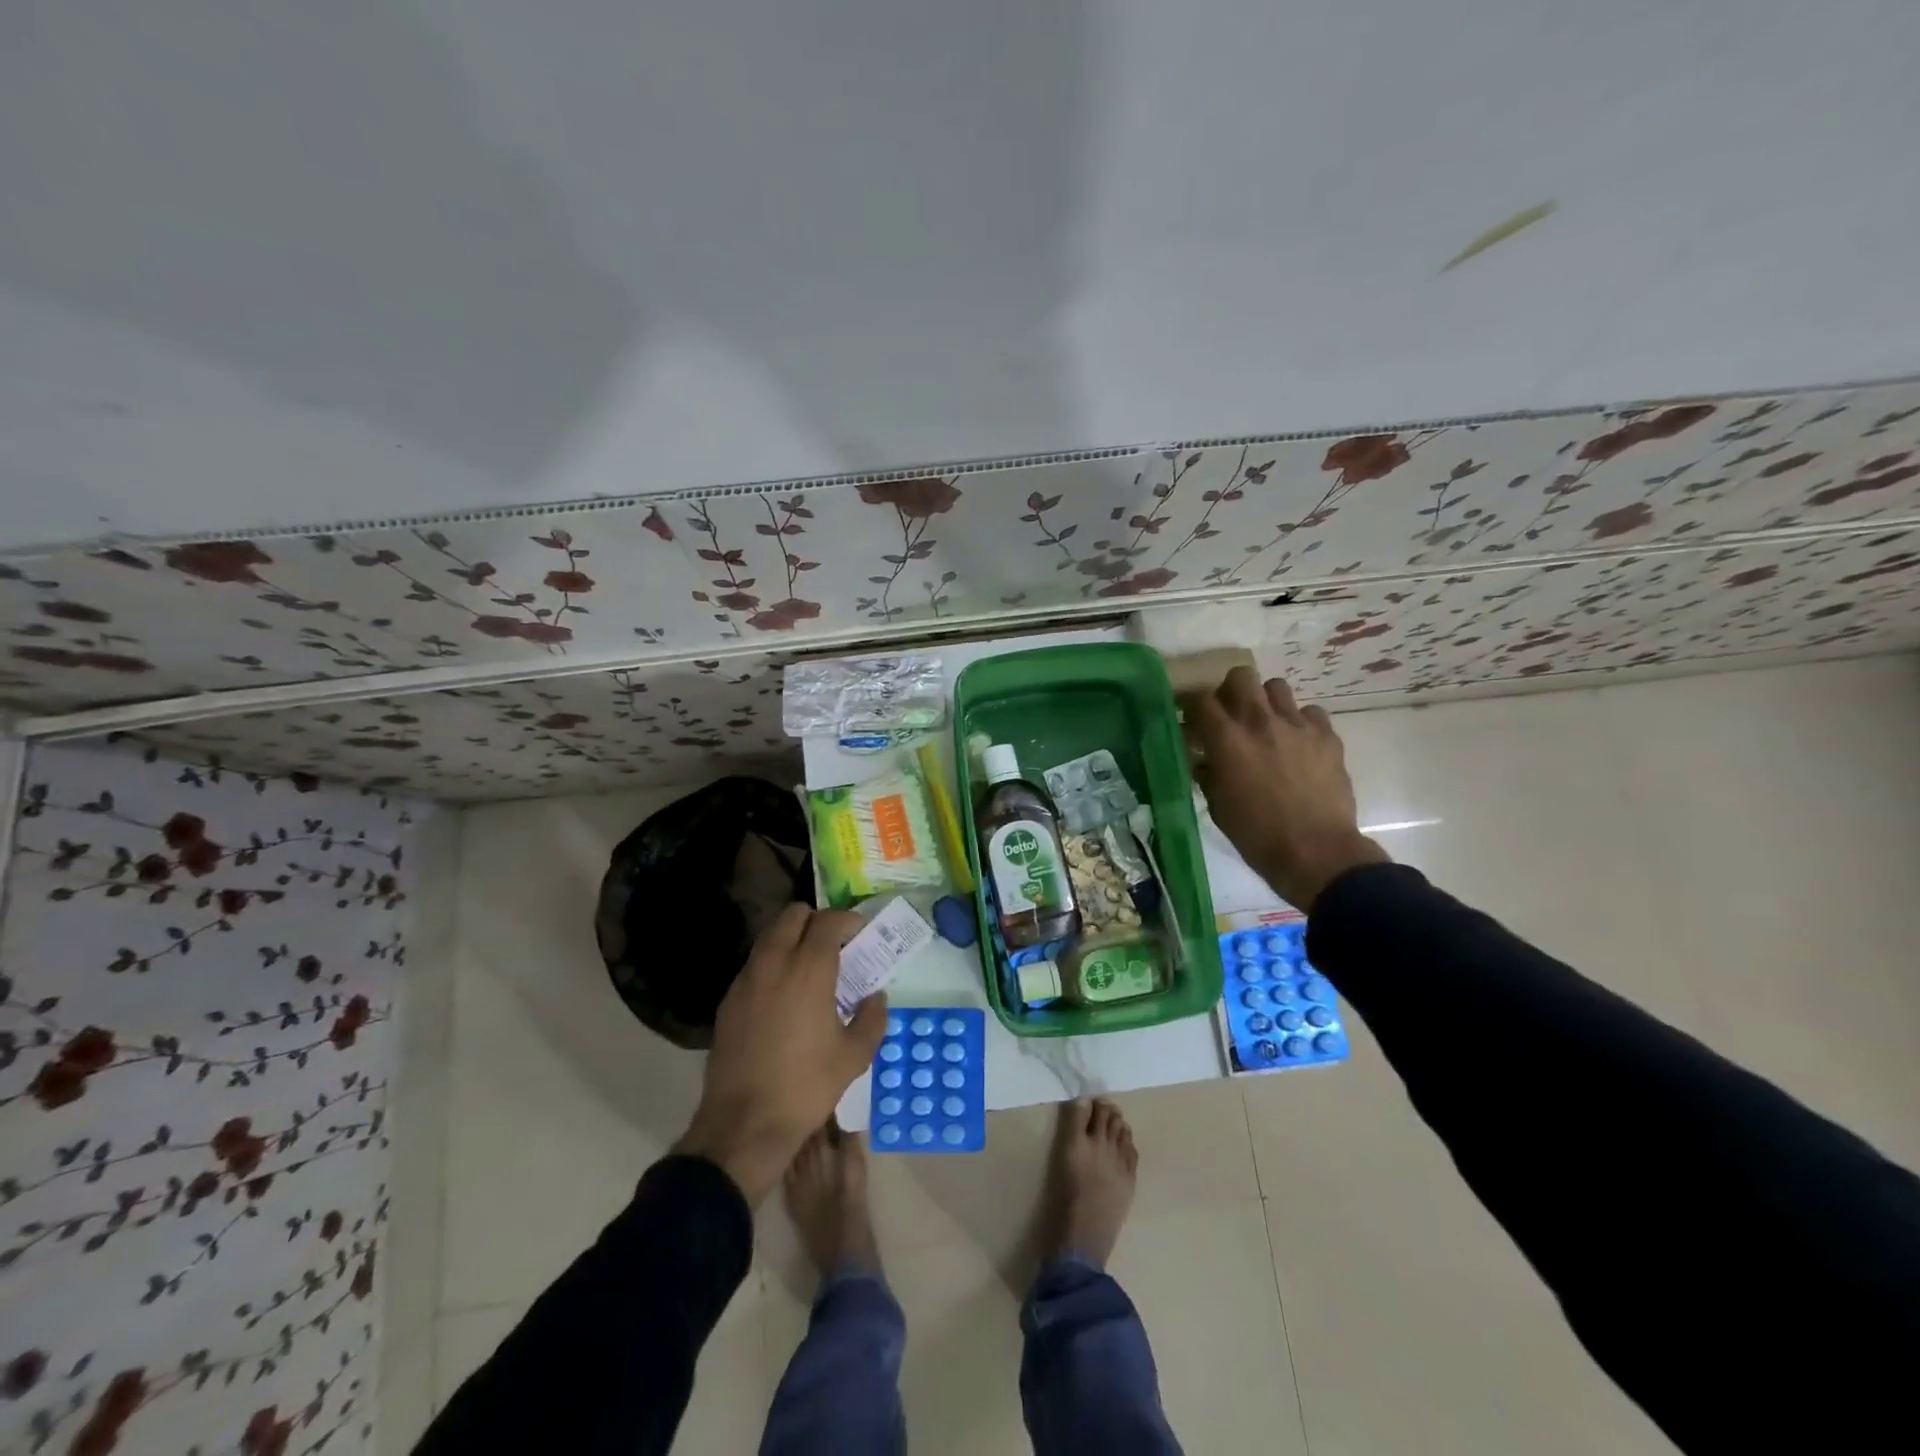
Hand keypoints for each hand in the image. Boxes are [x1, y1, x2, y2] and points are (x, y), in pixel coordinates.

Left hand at [674, 903, 886, 1203]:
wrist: (743, 1125)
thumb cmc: (806, 1087)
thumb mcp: (854, 1057)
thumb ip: (872, 1018)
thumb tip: (875, 997)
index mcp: (809, 970)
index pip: (828, 921)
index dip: (847, 920)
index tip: (860, 933)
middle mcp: (774, 963)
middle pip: (793, 915)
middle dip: (817, 921)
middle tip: (835, 945)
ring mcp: (746, 980)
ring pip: (770, 936)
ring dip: (792, 939)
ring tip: (810, 968)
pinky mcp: (728, 1001)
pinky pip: (755, 964)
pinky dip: (773, 963)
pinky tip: (785, 996)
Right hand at [1190, 667, 1389, 910]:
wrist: (1316, 852)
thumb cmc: (1257, 835)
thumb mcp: (1218, 806)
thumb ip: (1208, 774)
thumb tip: (1204, 760)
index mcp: (1227, 741)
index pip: (1202, 700)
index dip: (1195, 706)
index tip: (1195, 720)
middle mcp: (1260, 722)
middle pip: (1242, 676)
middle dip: (1233, 690)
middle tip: (1233, 713)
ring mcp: (1297, 725)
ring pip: (1277, 687)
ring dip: (1267, 702)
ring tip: (1268, 725)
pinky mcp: (1327, 736)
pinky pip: (1310, 712)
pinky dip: (1301, 722)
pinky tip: (1299, 743)